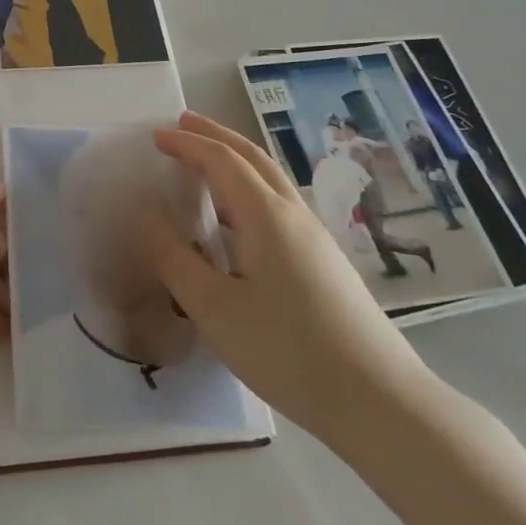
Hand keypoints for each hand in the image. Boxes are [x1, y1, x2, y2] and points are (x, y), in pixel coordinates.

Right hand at [150, 112, 435, 450]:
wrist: (378, 401)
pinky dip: (249, 188)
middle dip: (216, 135)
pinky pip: (279, 204)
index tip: (155, 136)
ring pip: (271, 179)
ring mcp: (315, 238)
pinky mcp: (325, 263)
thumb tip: (147, 216)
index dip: (187, 144)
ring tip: (206, 160)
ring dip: (236, 159)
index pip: (221, 160)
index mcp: (266, 216)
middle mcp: (293, 215)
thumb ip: (175, 259)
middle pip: (253, 157)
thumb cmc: (286, 350)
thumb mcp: (214, 308)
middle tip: (183, 123)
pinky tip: (239, 218)